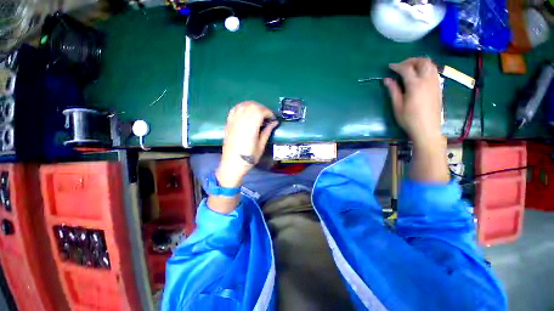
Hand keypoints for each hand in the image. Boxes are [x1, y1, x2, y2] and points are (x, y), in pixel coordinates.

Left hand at [217, 102, 277, 187]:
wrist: (231, 164)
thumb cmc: (248, 158)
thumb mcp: (261, 146)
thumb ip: (267, 132)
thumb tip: (274, 123)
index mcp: (250, 128)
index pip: (259, 111)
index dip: (268, 112)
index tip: (272, 119)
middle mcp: (241, 122)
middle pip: (252, 106)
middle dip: (262, 108)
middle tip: (267, 116)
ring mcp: (233, 121)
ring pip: (243, 105)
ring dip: (253, 106)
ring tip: (259, 113)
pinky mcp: (228, 123)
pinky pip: (235, 109)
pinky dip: (242, 107)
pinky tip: (247, 111)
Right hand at [384, 58, 442, 146]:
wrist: (427, 129)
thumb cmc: (409, 119)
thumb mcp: (397, 106)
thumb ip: (393, 90)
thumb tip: (387, 80)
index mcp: (415, 85)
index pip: (406, 69)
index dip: (397, 66)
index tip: (389, 66)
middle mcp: (427, 80)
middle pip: (422, 62)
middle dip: (410, 60)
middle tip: (401, 66)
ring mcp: (435, 83)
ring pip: (430, 64)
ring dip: (420, 62)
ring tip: (410, 68)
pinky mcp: (439, 87)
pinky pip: (434, 71)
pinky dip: (426, 68)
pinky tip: (419, 75)